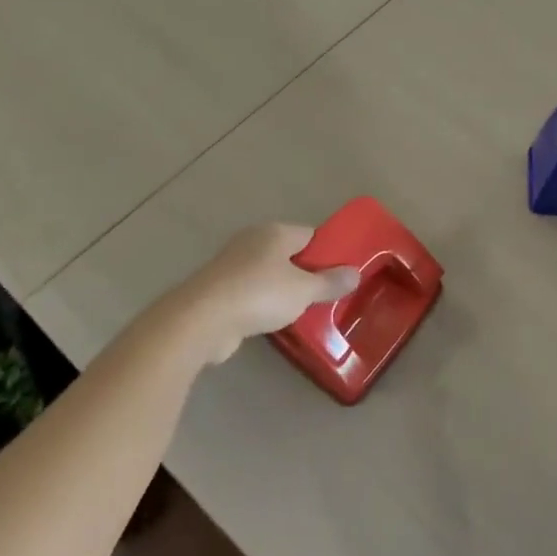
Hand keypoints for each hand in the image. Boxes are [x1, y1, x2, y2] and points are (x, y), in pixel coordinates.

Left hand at [172, 224, 359, 365]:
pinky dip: (264, 305)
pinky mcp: (220, 290)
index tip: (342, 275)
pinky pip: (252, 293)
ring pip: (270, 275)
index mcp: (275, 232)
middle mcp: (253, 241)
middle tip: (328, 296)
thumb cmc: (259, 295)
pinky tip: (276, 322)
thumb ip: (330, 282)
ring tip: (306, 312)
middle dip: (307, 274)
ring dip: (285, 292)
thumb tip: (355, 273)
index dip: (329, 253)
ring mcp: (233, 265)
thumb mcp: (304, 290)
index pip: (311, 235)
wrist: (201, 320)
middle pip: (290, 255)